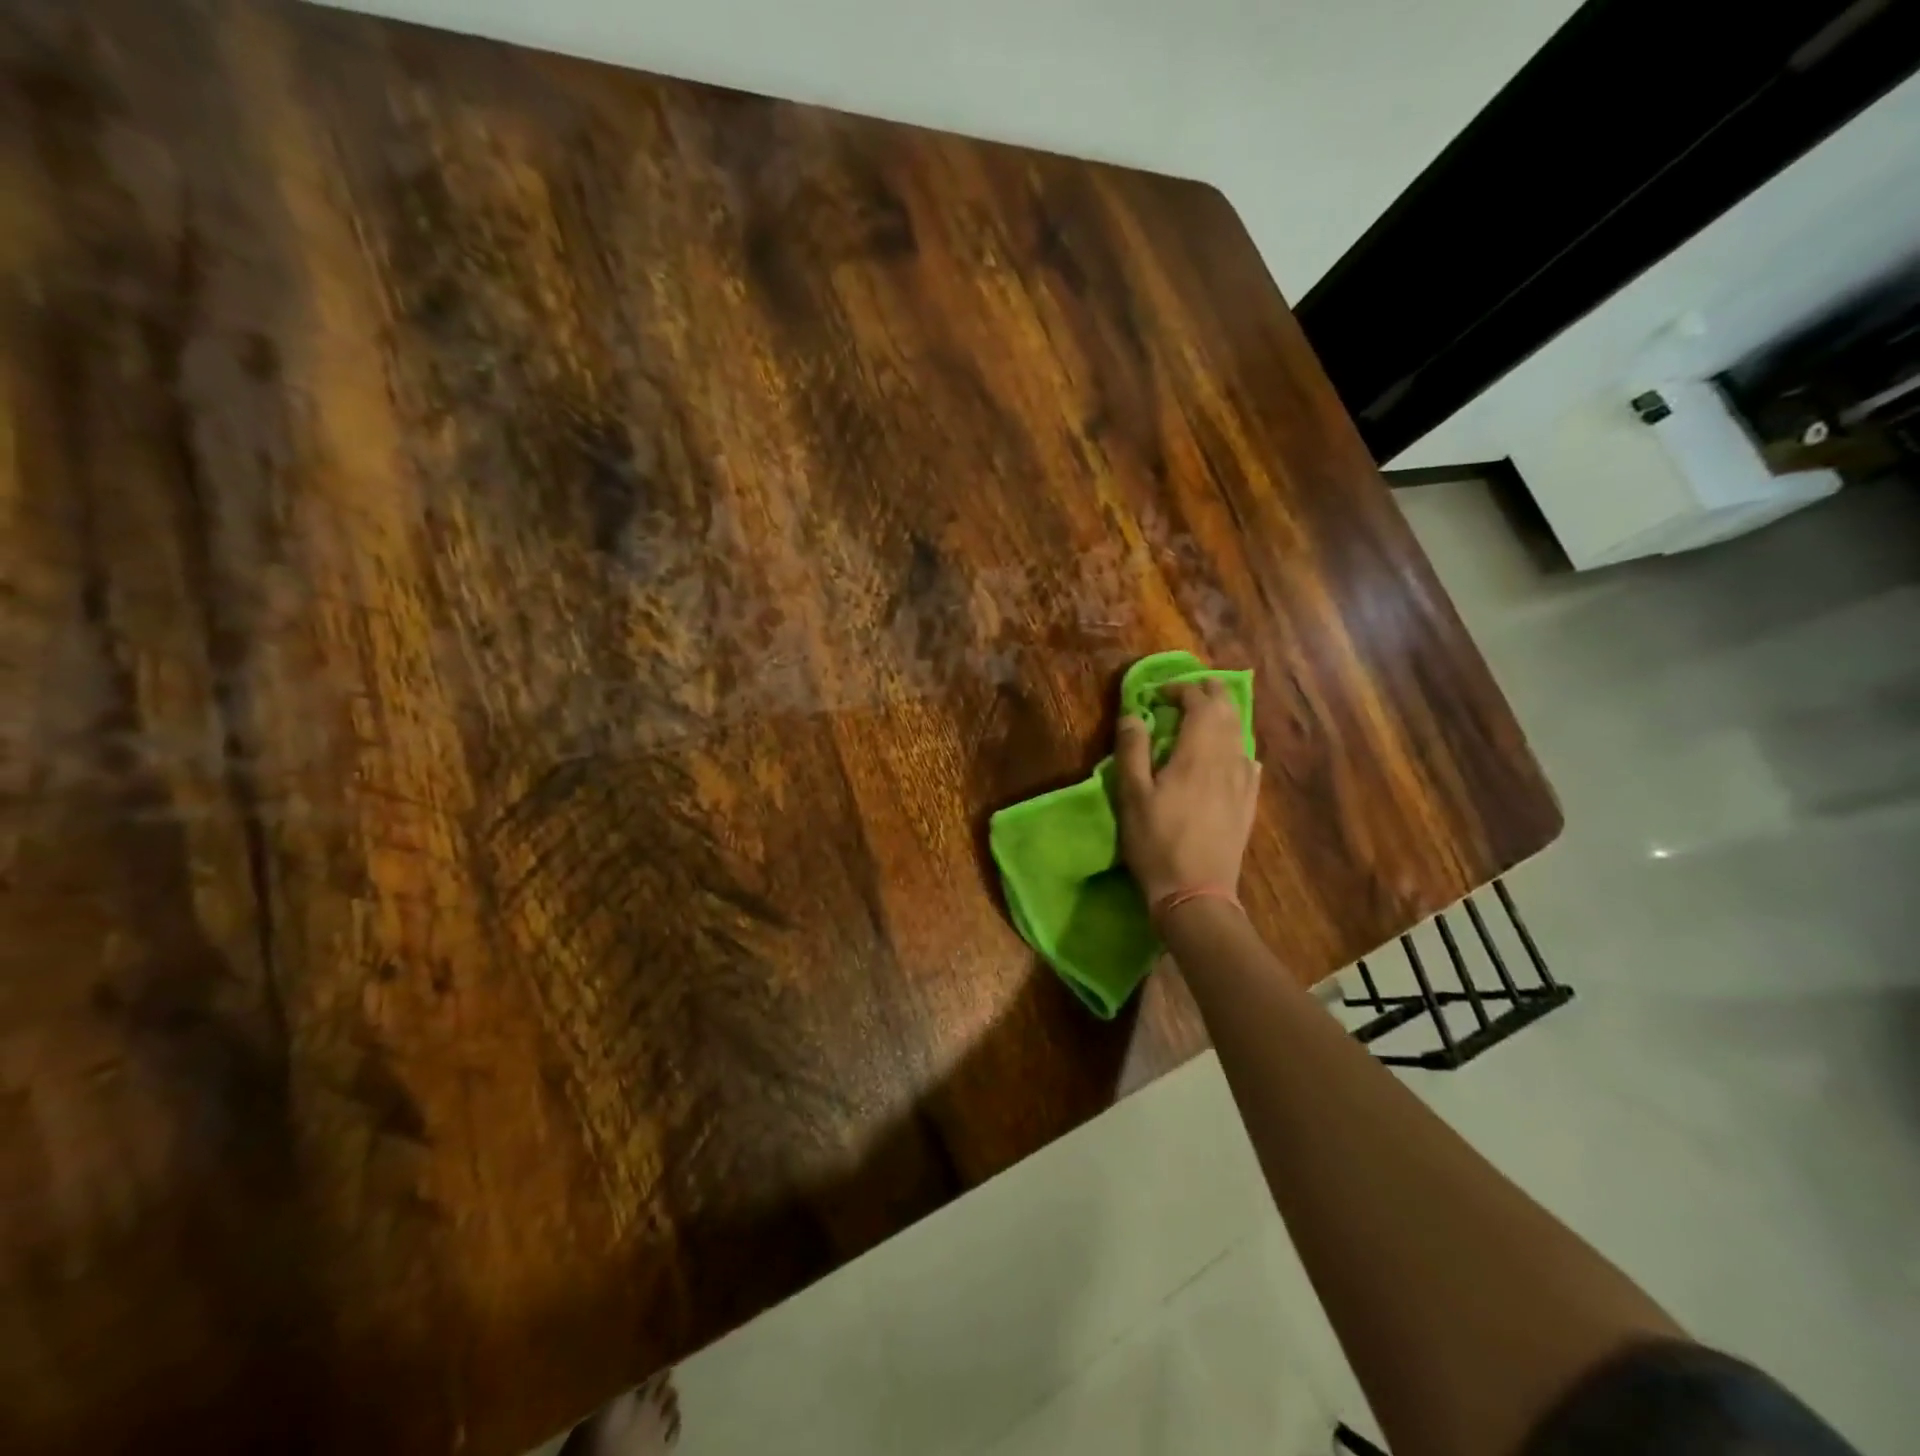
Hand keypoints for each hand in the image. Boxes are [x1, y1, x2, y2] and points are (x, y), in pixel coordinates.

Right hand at [1114, 679, 1259, 905]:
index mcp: (1198, 752)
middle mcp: (1227, 759)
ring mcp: (1243, 782)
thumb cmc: (1157, 842)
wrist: (1197, 893)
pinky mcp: (1248, 803)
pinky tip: (1229, 756)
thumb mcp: (1132, 795)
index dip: (1180, 689)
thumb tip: (1133, 713)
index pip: (1198, 702)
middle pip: (1227, 711)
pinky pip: (1248, 761)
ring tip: (1205, 717)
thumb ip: (1132, 750)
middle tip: (1187, 692)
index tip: (1158, 694)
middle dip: (1209, 693)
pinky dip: (1236, 746)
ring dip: (1224, 716)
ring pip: (1240, 734)